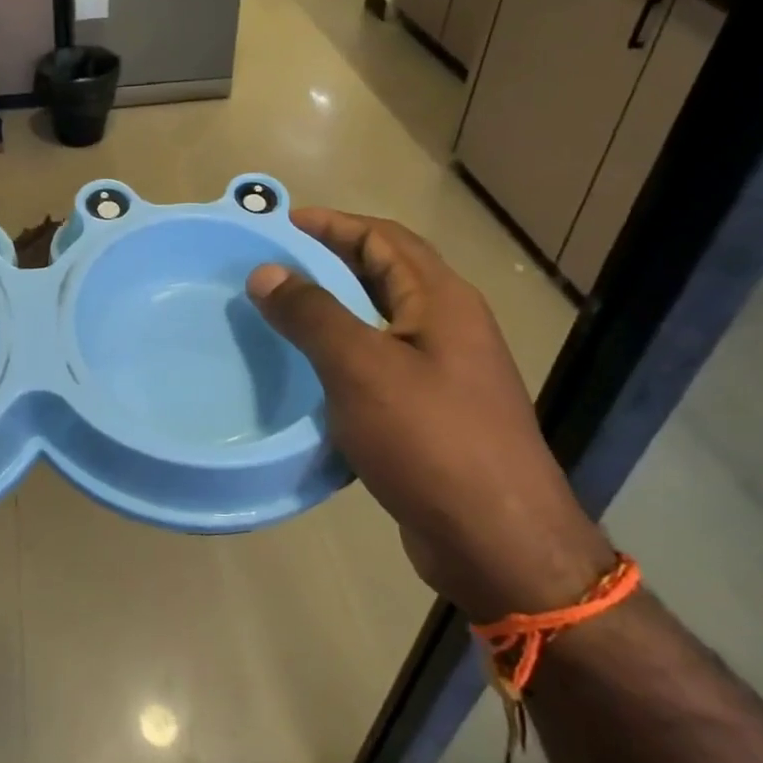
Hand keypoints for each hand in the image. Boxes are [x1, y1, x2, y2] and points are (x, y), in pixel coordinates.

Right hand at [247, 210, 612, 620]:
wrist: (496, 540)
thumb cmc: (430, 440)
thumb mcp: (361, 368)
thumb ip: (312, 314)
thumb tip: (266, 272)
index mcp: (441, 301)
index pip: (384, 238)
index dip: (333, 224)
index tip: (281, 222)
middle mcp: (449, 327)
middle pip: (388, 273)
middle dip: (334, 259)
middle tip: (277, 262)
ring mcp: (447, 373)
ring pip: (383, 321)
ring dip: (338, 307)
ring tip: (286, 312)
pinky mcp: (435, 414)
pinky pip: (382, 364)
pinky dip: (345, 354)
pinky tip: (313, 375)